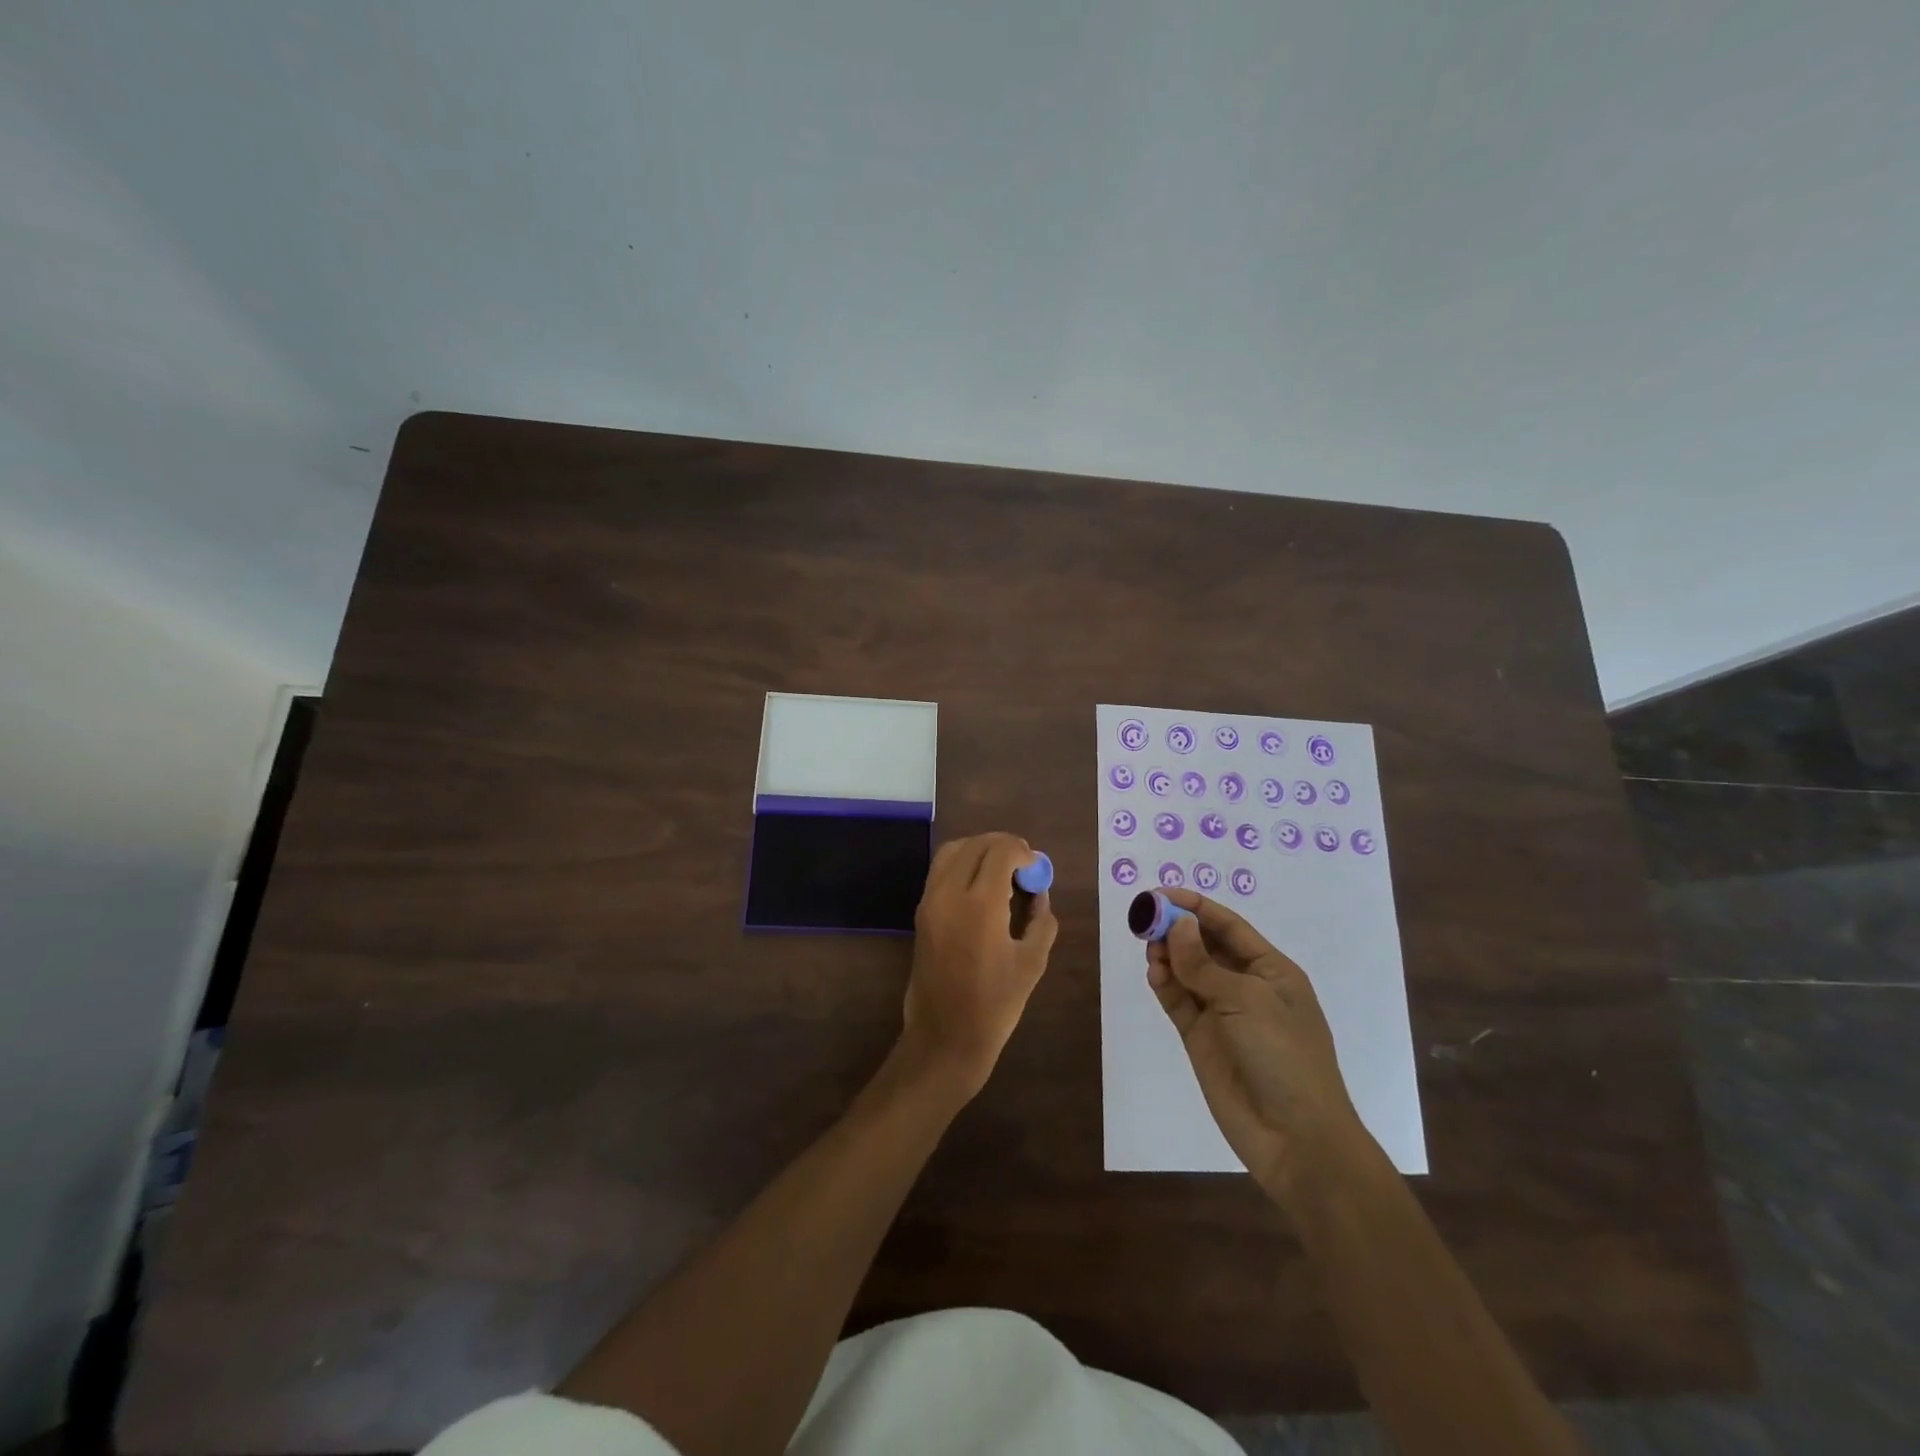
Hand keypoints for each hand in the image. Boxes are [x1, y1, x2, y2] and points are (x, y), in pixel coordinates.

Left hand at [899, 832, 1058, 1099]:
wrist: (944, 1037)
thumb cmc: (995, 1005)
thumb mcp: (1032, 962)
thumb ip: (1041, 919)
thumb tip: (1038, 892)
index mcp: (980, 905)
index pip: (1001, 851)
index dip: (1023, 852)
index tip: (1036, 869)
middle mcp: (949, 893)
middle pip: (976, 844)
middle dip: (1003, 846)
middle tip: (1024, 866)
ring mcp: (930, 900)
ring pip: (953, 850)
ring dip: (980, 850)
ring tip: (1003, 871)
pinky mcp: (920, 911)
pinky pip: (941, 869)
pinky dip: (963, 864)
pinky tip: (982, 886)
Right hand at [1146, 888, 1365, 1206]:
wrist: (1295, 1137)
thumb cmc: (1283, 1056)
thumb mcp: (1247, 1000)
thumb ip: (1204, 964)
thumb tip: (1178, 925)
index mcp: (1271, 970)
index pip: (1228, 926)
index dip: (1195, 907)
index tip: (1160, 894)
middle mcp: (1246, 986)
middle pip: (1204, 946)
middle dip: (1176, 929)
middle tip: (1145, 919)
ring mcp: (1222, 1014)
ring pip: (1187, 972)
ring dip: (1168, 956)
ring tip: (1149, 949)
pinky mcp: (1201, 1039)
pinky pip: (1178, 1002)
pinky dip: (1164, 985)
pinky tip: (1154, 974)